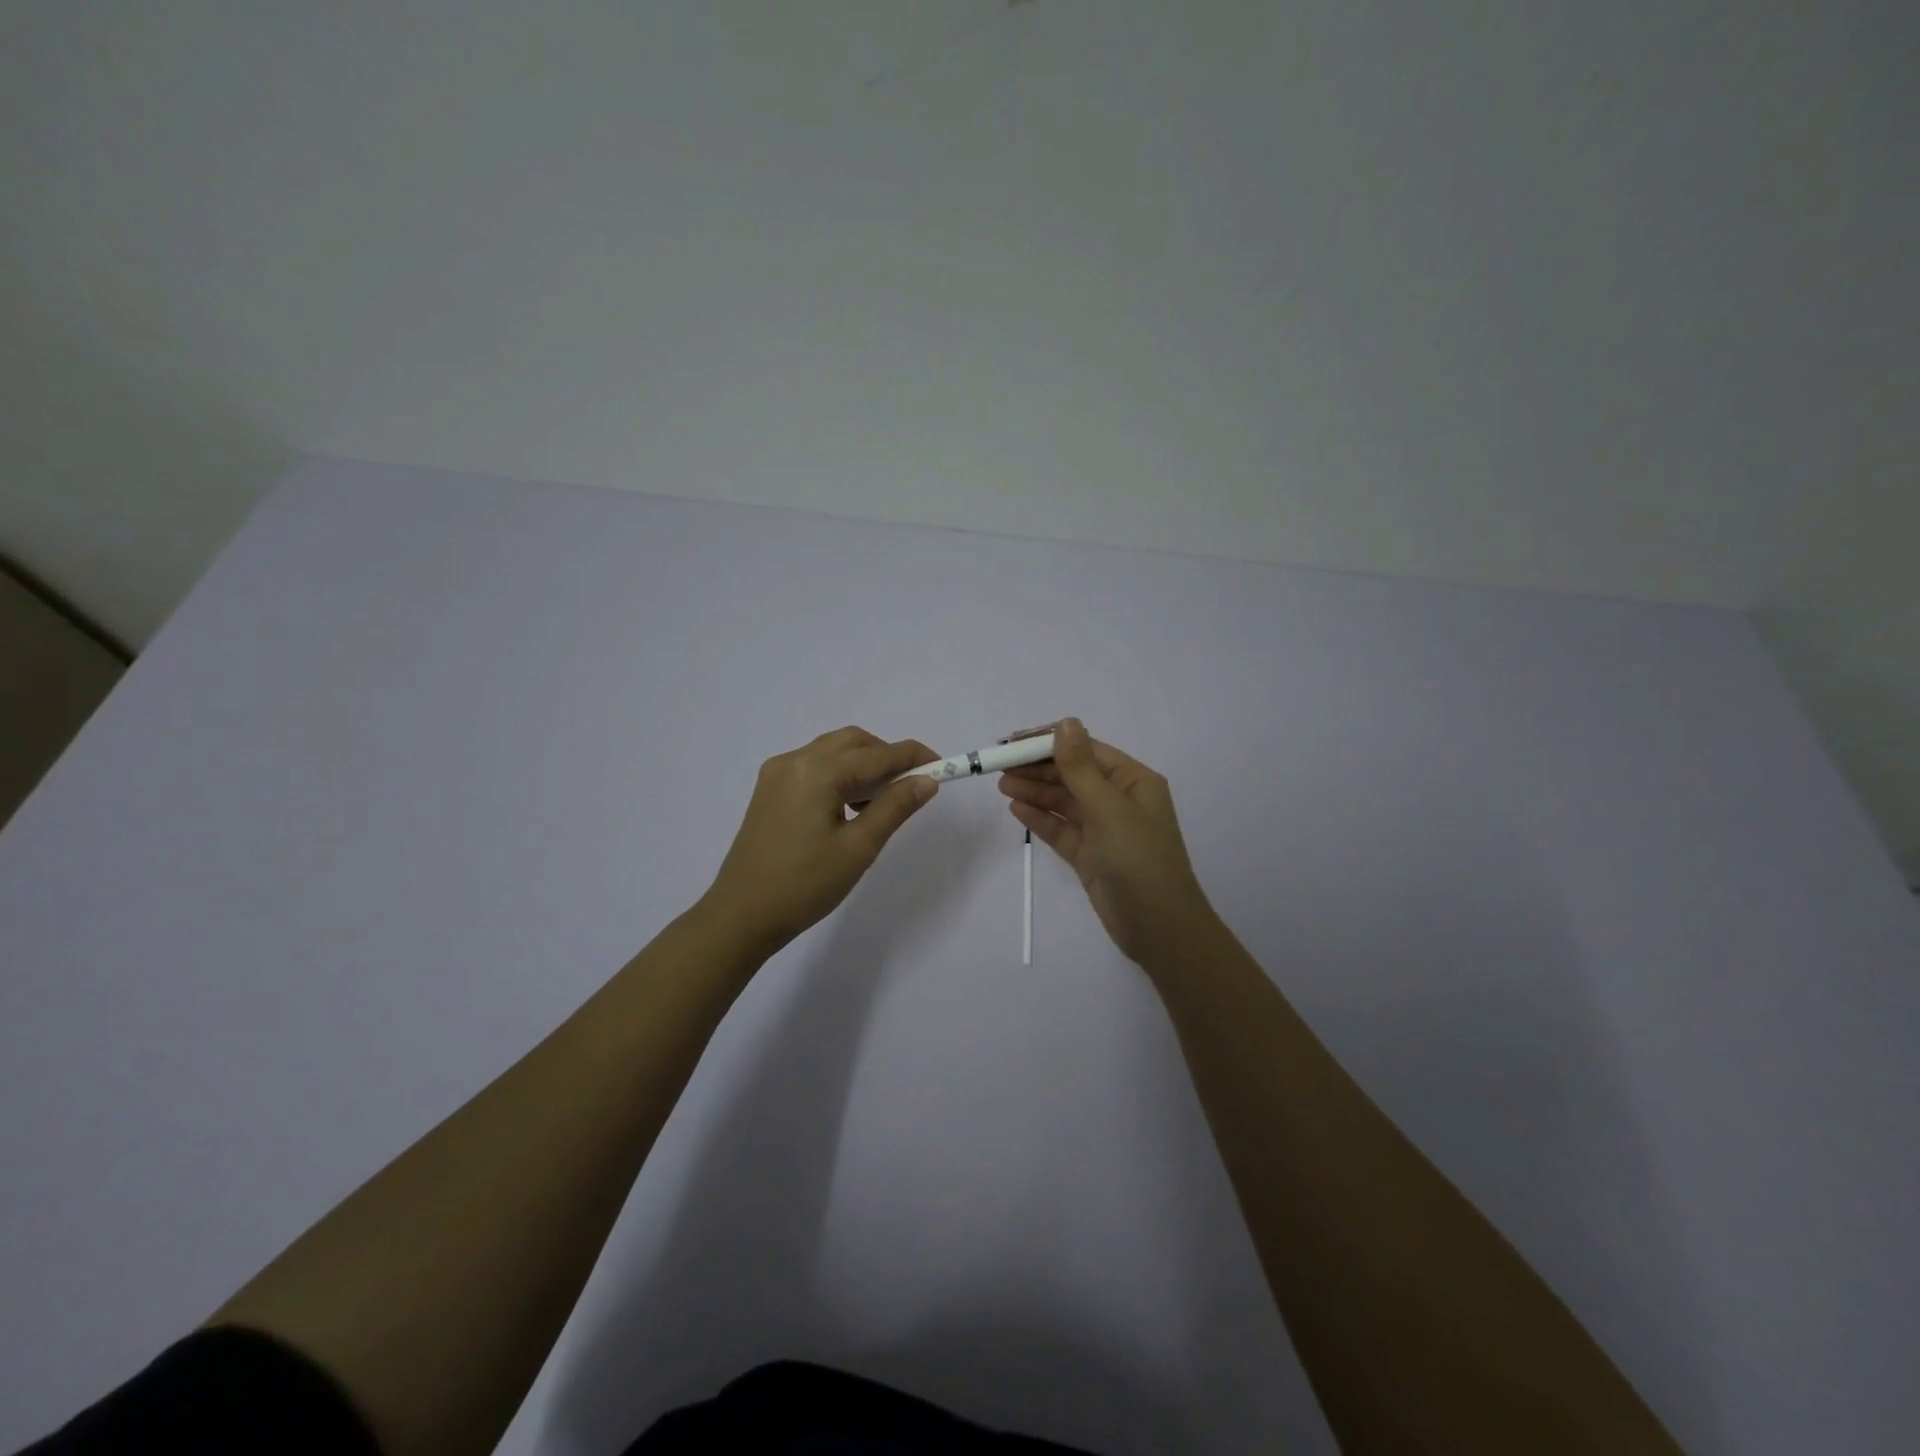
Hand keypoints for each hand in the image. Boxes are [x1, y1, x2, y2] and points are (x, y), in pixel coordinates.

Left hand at [701, 727, 939, 955]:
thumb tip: (927, 781)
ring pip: (833, 752)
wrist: (741, 915)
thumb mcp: (859, 848)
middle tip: (911, 787)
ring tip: (881, 803)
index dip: (914, 758)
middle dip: (887, 757)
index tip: (944, 767)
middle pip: (853, 742)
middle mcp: (795, 760)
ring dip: (863, 765)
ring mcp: (777, 773)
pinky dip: (839, 775)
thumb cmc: (804, 885)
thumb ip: (895, 807)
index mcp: (817, 771)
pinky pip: (814, 766)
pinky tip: (849, 808)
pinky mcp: (769, 790)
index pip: (878, 754)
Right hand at [998, 718, 1215, 965]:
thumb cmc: (1139, 860)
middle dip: (1037, 769)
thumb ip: (1081, 767)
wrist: (1159, 929)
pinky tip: (1016, 810)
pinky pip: (1061, 829)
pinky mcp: (1090, 855)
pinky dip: (1040, 819)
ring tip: (1002, 786)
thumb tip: (1066, 722)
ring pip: (1064, 802)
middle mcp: (1119, 800)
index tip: (1013, 742)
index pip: (1086, 750)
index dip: (1049, 743)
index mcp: (1133, 781)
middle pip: (1072, 775)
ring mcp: (1104, 829)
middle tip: (999, 767)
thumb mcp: (1109, 808)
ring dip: (1035, 792)